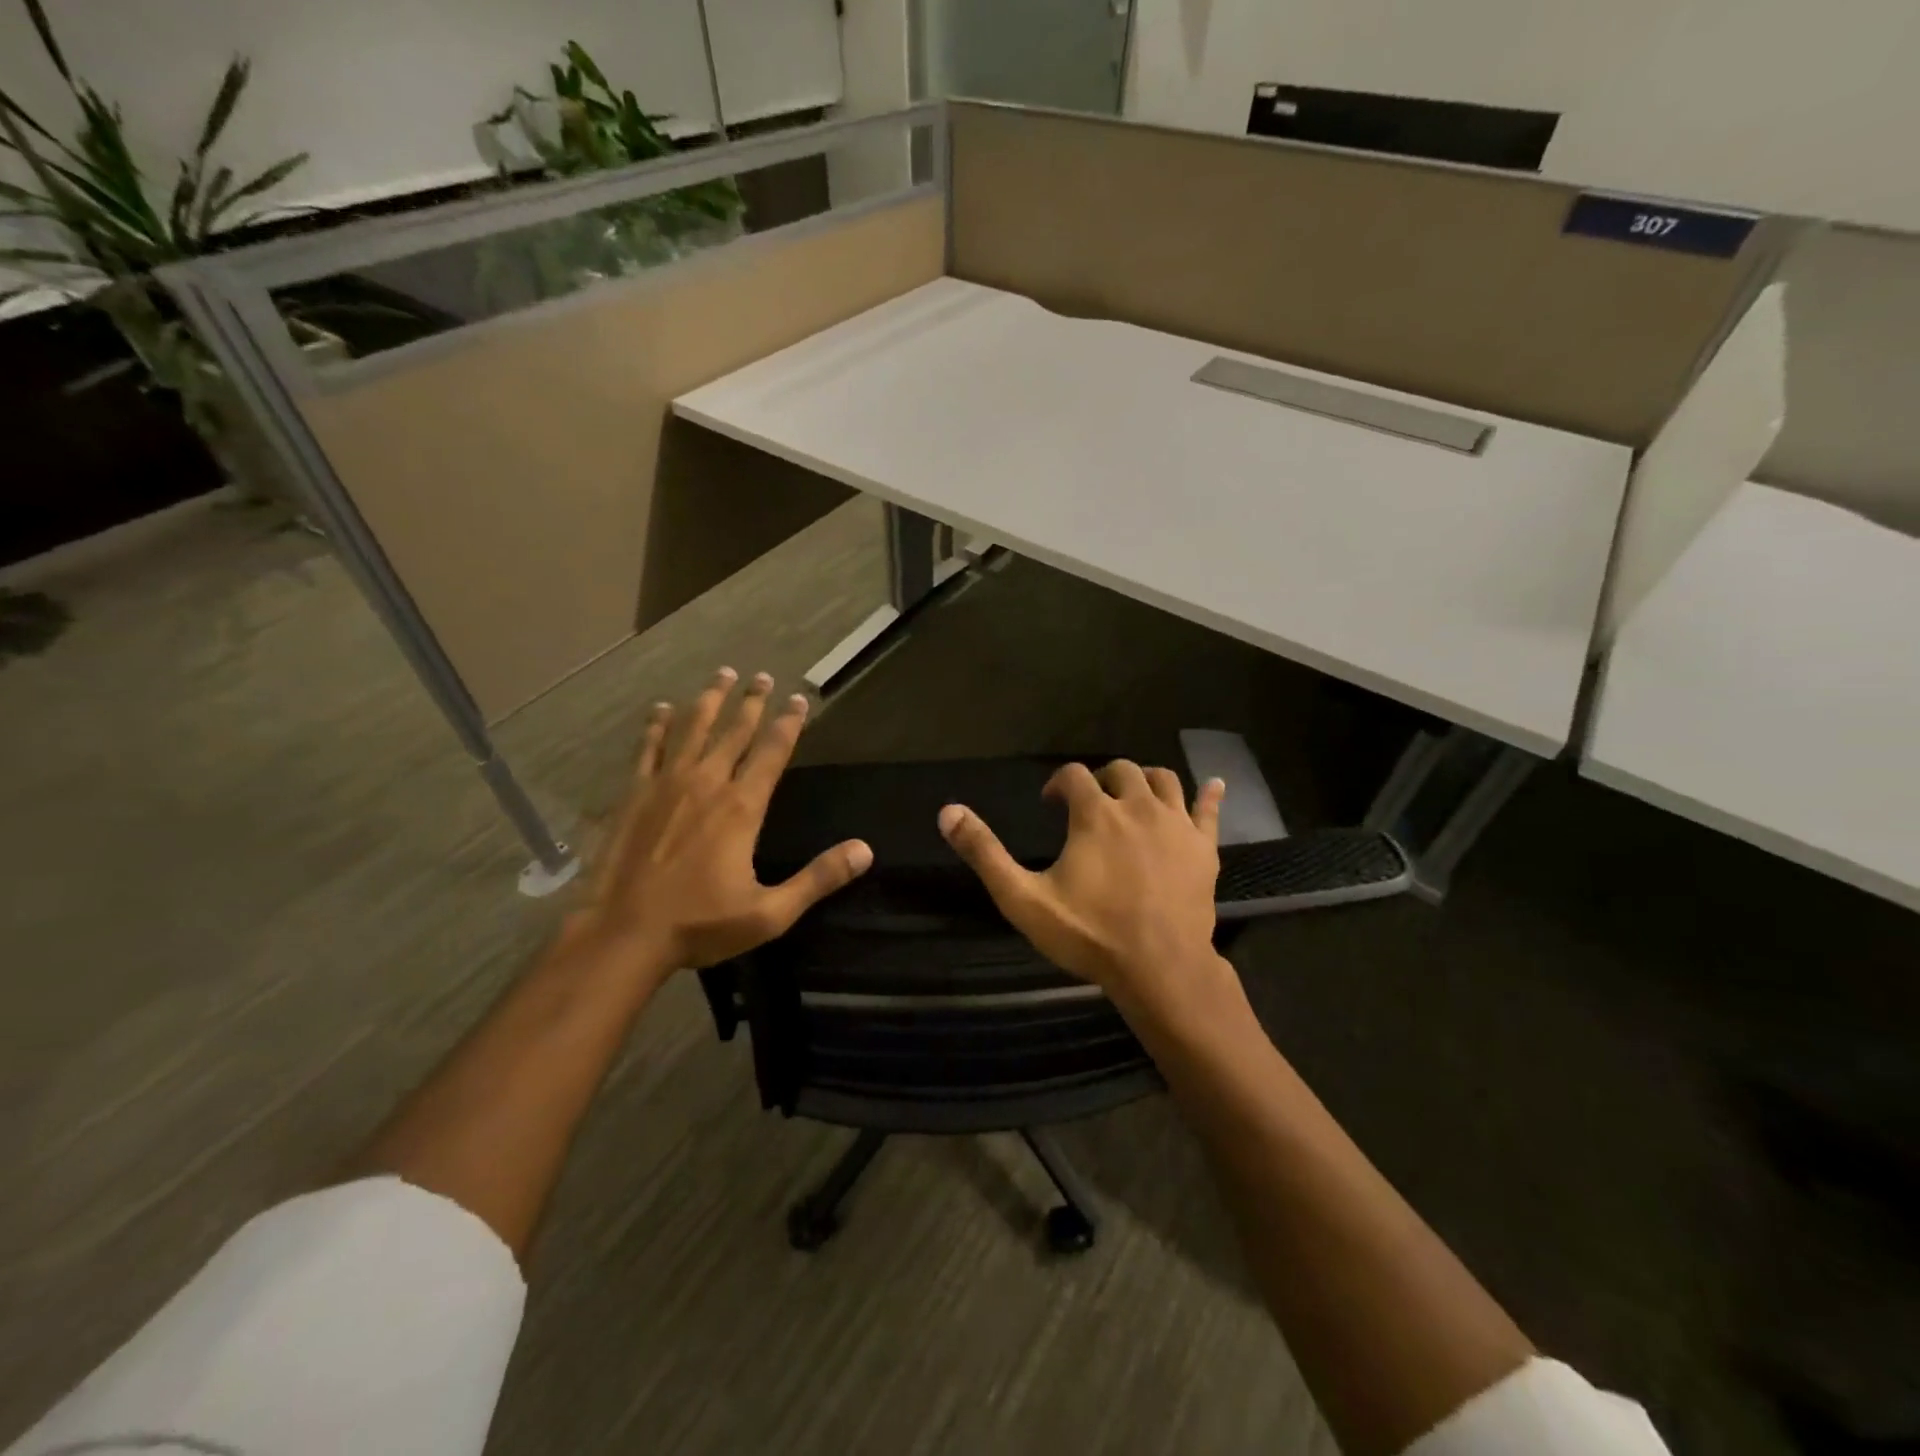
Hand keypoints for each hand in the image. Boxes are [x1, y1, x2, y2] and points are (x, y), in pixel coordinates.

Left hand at [578, 667, 871, 974]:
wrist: (623, 934)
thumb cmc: (700, 924)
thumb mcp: (770, 912)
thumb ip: (818, 878)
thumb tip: (865, 851)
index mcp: (742, 807)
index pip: (772, 752)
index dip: (789, 723)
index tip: (799, 699)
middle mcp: (707, 784)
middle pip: (735, 731)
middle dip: (752, 702)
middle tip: (762, 677)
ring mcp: (666, 785)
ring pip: (692, 729)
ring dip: (709, 700)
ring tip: (722, 674)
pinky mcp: (634, 795)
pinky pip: (648, 749)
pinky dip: (656, 726)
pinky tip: (661, 709)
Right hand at [937, 760, 1225, 1004]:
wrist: (1159, 970)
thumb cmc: (1089, 934)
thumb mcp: (1023, 898)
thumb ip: (985, 853)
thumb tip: (947, 811)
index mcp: (1095, 814)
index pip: (1073, 775)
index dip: (1057, 783)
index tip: (1050, 804)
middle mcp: (1137, 806)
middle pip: (1121, 770)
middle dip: (1100, 778)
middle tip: (1089, 802)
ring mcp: (1176, 825)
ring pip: (1163, 780)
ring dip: (1145, 779)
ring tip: (1133, 795)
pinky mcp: (1204, 848)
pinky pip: (1209, 810)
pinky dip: (1210, 795)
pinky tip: (1216, 784)